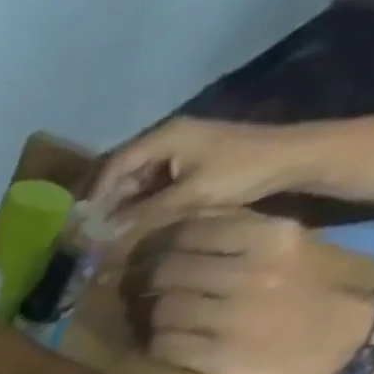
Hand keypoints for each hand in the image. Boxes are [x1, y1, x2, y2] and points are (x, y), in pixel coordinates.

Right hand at [95, 117, 305, 242]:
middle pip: (122, 173)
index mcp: (165, 137)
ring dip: (121, 207)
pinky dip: (138, 205)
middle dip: (106, 203)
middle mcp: (167, 139)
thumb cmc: (240, 171)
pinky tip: (132, 226)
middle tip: (92, 234)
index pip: (114, 164)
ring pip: (134, 182)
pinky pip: (150, 186)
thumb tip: (102, 237)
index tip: (82, 224)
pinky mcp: (186, 164)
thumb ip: (141, 216)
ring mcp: (177, 151)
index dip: (95, 194)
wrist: (291, 158)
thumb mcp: (187, 197)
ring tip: (109, 235)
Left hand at [140, 212, 373, 373]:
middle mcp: (252, 274)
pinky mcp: (217, 355)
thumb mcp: (282, 246)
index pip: (191, 232)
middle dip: (150, 283)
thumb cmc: (304, 288)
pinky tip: (165, 342)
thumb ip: (234, 233)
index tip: (155, 256)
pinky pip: (163, 345)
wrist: (341, 338)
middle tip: (146, 291)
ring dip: (152, 317)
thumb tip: (175, 226)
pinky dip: (156, 344)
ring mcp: (233, 318)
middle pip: (167, 273)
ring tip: (158, 319)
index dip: (163, 247)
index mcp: (272, 238)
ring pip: (161, 310)